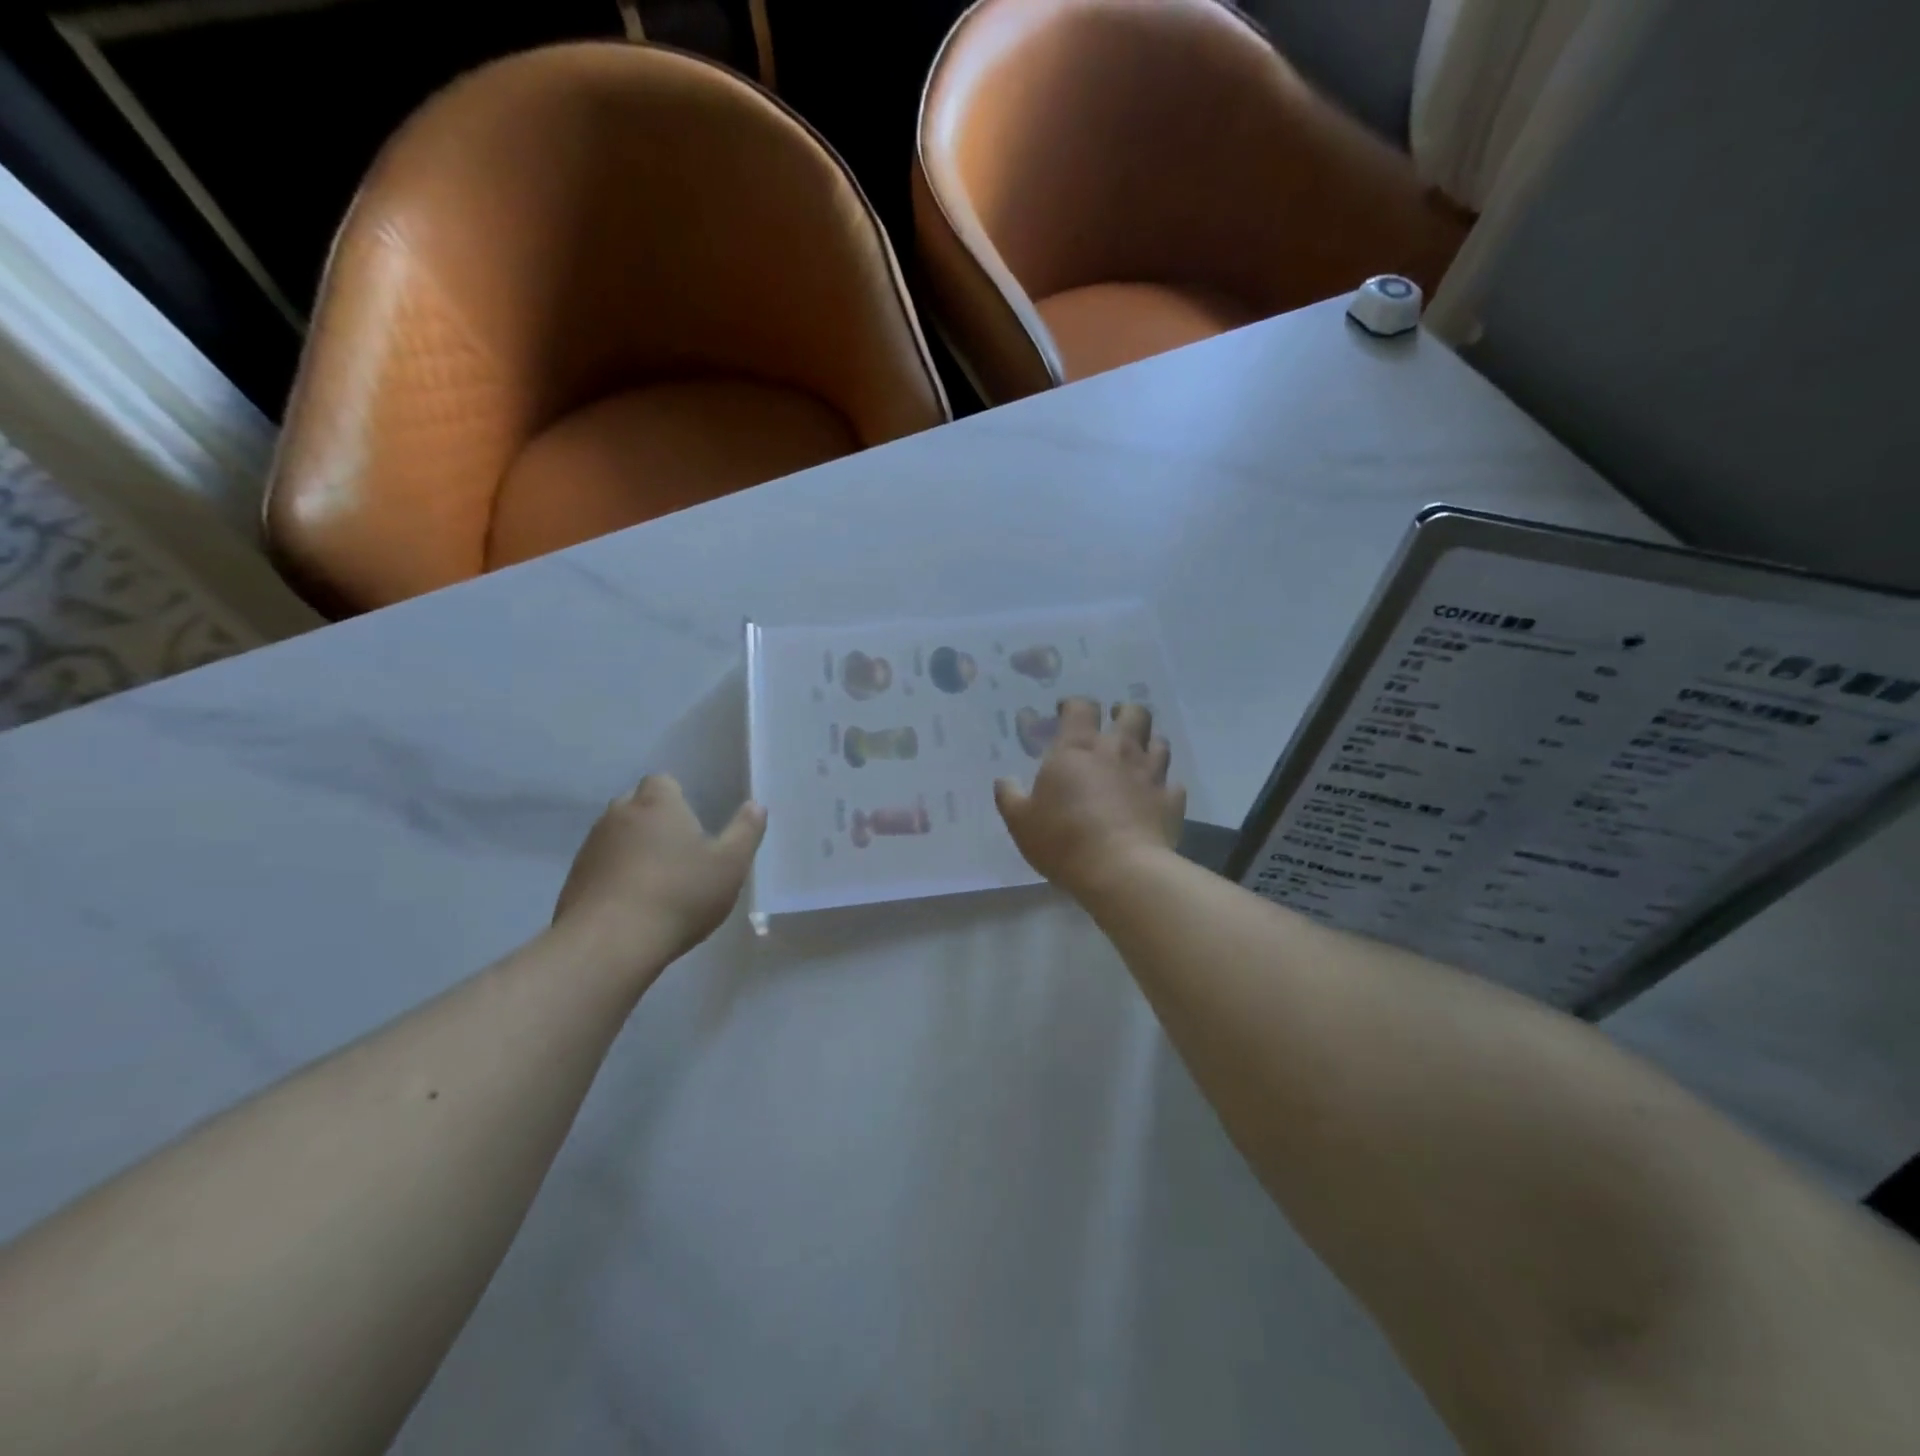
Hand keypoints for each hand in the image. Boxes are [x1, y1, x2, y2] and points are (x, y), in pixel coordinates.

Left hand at [553, 775, 766, 968]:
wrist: (610, 943)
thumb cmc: (680, 894)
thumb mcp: (730, 864)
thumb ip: (746, 831)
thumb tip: (756, 805)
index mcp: (658, 803)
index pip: (663, 782)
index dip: (677, 799)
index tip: (692, 823)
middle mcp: (619, 815)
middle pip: (637, 806)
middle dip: (654, 821)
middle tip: (678, 851)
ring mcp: (590, 847)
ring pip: (616, 836)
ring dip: (632, 849)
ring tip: (656, 882)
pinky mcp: (573, 879)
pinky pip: (600, 867)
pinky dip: (614, 876)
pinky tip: (632, 905)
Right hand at [994, 698, 1185, 898]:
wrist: (1121, 870)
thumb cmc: (1063, 839)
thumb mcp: (1021, 821)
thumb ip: (1010, 796)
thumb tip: (1005, 780)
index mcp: (1077, 748)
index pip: (1081, 707)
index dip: (1074, 705)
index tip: (1065, 713)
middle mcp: (1118, 750)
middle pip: (1133, 713)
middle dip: (1123, 713)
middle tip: (1112, 725)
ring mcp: (1150, 774)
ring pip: (1159, 742)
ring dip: (1148, 744)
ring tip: (1137, 756)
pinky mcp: (1171, 800)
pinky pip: (1172, 784)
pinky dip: (1164, 786)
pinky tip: (1155, 795)